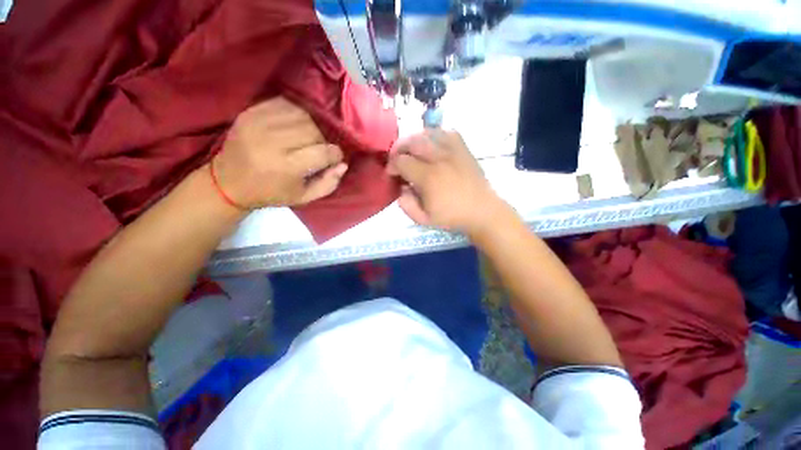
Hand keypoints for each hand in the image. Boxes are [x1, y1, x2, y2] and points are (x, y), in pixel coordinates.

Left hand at [212, 97, 346, 208]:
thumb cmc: (271, 193)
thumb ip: (328, 184)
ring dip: (312, 125)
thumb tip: (343, 164)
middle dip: (324, 140)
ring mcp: (258, 124)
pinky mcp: (250, 113)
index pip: (324, 152)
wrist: (229, 182)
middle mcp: (272, 142)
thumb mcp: (304, 197)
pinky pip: (284, 104)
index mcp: (286, 167)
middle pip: (313, 131)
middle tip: (321, 149)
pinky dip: (296, 112)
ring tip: (309, 137)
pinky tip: (296, 124)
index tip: (336, 158)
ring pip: (301, 115)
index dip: (335, 154)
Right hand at [388, 130, 506, 236]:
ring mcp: (453, 151)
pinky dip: (434, 135)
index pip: (402, 161)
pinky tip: (431, 144)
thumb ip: (406, 204)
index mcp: (428, 177)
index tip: (392, 173)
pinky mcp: (463, 148)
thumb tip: (401, 187)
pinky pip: (446, 132)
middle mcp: (439, 159)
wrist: (481, 211)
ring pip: (427, 133)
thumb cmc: (452, 216)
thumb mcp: (423, 219)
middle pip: (412, 141)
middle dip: (398, 147)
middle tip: (397, 158)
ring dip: (414, 139)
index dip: (392, 165)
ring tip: (411, 150)